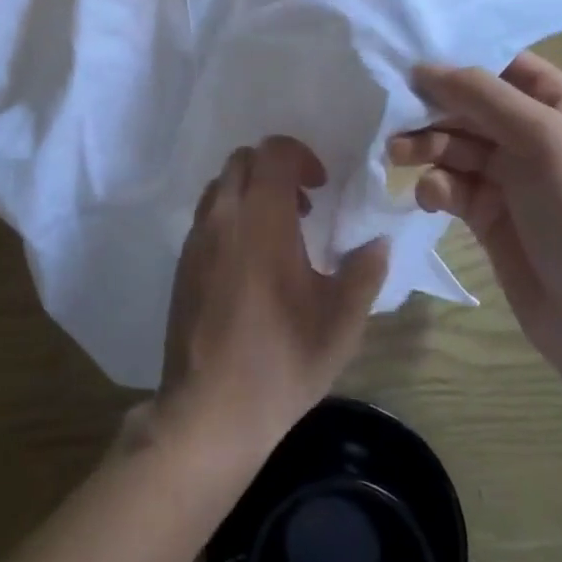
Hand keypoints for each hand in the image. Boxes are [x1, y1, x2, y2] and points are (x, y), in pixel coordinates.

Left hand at [157, 136, 388, 455]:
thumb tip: (378, 242)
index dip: (301, 156)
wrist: (208, 410)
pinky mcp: (183, 261)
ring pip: (221, 185)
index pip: (274, 152)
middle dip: (276, 170)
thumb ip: (363, 272)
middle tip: (303, 207)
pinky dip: (232, 215)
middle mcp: (223, 216)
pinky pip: (208, 214)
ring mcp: (197, 237)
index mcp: (262, 219)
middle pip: (244, 159)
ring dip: (251, 191)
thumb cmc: (280, 362)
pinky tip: (251, 262)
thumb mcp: (340, 323)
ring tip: (278, 233)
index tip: (321, 188)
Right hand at [389, 53, 561, 367]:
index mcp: (559, 103)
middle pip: (468, 104)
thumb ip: (481, 95)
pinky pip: (450, 184)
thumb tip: (423, 66)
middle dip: (431, 109)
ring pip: (452, 143)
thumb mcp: (541, 139)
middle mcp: (532, 132)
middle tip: (393, 117)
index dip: (457, 60)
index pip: (500, 63)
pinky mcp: (486, 212)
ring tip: (399, 156)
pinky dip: (435, 186)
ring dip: (425, 146)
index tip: (409, 60)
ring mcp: (509, 175)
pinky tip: (430, 198)